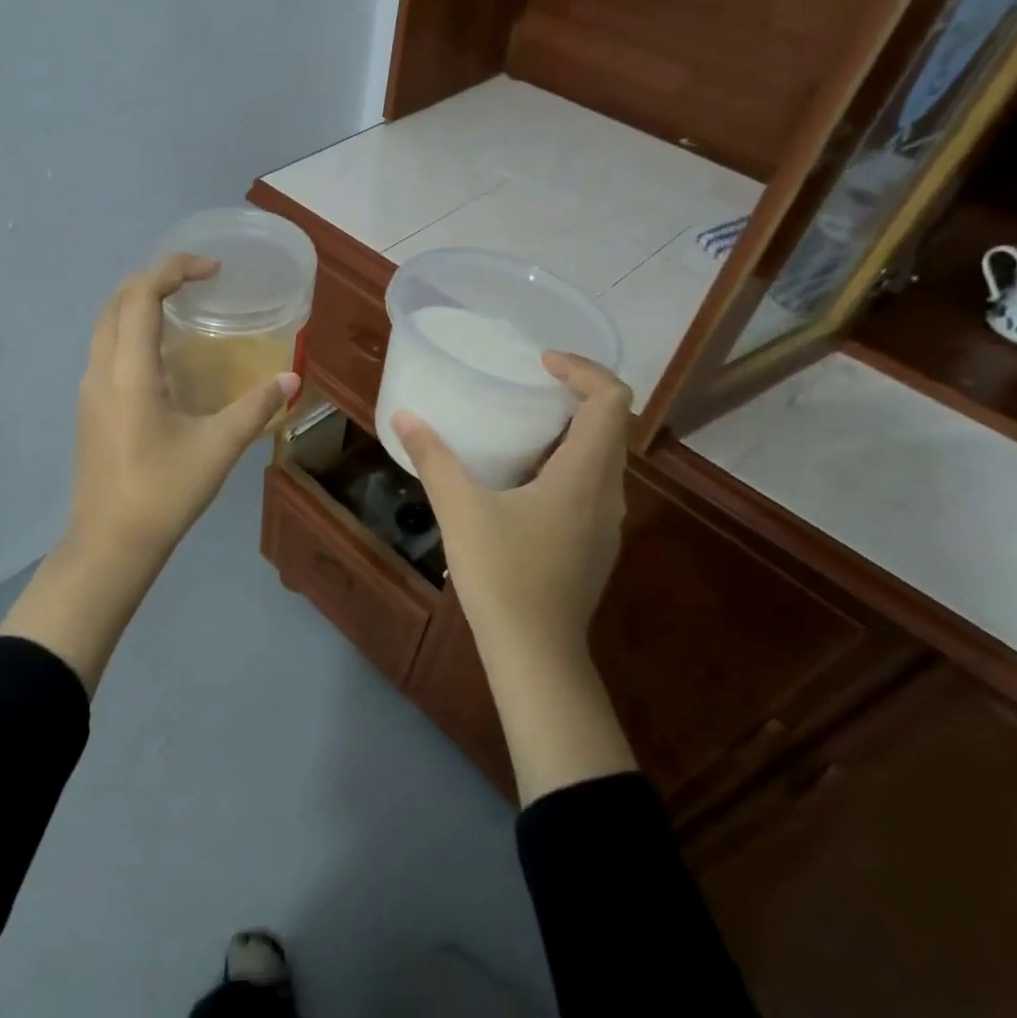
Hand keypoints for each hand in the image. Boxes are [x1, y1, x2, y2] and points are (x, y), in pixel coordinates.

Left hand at [1, 254, 298, 693]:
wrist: (109, 544)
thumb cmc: (163, 493)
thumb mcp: (218, 448)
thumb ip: (256, 408)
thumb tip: (292, 380)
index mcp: (129, 372)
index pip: (141, 295)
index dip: (174, 269)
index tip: (212, 270)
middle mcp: (101, 370)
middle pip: (117, 301)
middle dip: (154, 278)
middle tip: (197, 280)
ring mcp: (89, 390)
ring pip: (105, 324)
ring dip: (138, 302)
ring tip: (181, 307)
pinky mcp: (89, 408)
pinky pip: (105, 348)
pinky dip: (130, 329)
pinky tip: (162, 355)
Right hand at [390, 352, 636, 802]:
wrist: (536, 654)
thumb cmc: (503, 575)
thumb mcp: (460, 510)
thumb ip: (434, 458)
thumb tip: (405, 417)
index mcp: (585, 474)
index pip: (611, 399)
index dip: (583, 369)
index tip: (541, 363)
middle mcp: (608, 492)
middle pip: (611, 424)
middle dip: (576, 394)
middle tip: (528, 385)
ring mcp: (607, 522)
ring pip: (604, 457)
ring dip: (572, 431)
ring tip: (522, 425)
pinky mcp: (595, 544)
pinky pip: (592, 485)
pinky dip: (568, 463)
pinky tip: (523, 480)